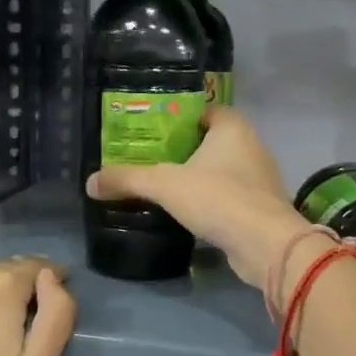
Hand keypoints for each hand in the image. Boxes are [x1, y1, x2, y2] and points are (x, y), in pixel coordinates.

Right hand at [86, 108, 307, 286]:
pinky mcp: (260, 209)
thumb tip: (90, 182)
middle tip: (152, 159)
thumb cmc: (218, 199)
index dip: (181, 117)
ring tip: (165, 187)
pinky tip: (189, 213)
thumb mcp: (165, 185)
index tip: (155, 131)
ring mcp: (260, 180)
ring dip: (199, 178)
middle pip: (212, 141)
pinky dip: (211, 202)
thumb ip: (128, 179)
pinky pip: (230, 197)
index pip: (206, 110)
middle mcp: (252, 147)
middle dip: (185, 149)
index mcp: (233, 128)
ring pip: (222, 171)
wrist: (265, 245)